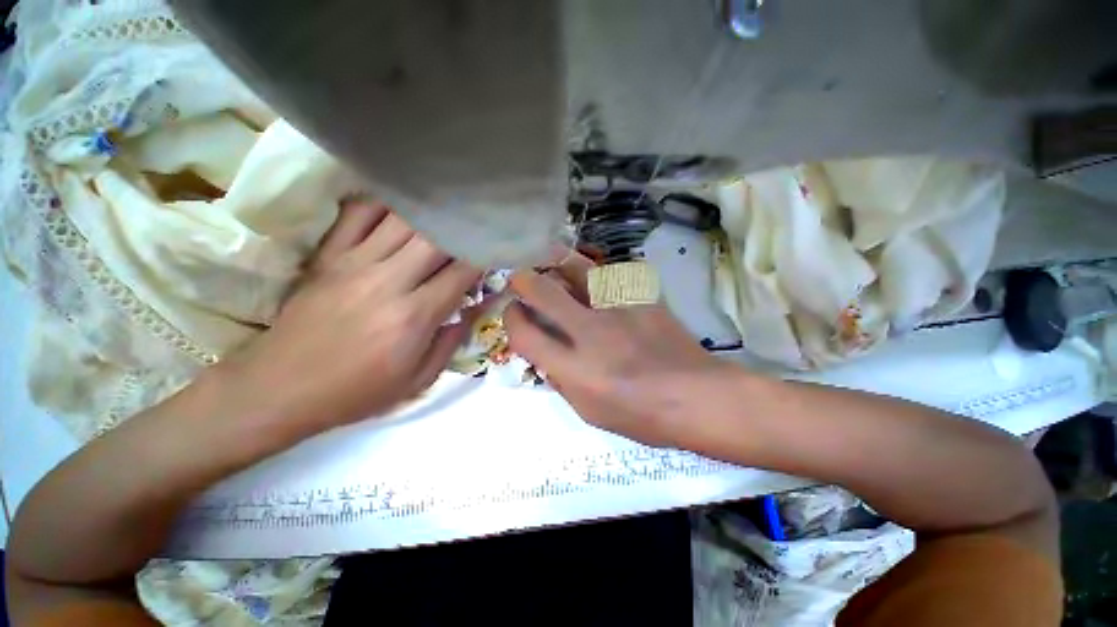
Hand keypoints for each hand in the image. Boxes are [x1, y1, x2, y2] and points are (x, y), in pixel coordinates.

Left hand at [217, 199, 480, 431]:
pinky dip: (385, 205)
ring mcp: (354, 263)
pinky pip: (359, 214)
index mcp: (414, 316)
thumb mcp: (418, 380)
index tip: (494, 251)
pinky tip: (401, 210)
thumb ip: (452, 341)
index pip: (462, 271)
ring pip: (403, 219)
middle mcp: (388, 281)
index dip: (484, 257)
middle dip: (462, 231)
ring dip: (430, 216)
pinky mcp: (328, 256)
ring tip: (446, 216)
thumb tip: (473, 309)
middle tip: (474, 231)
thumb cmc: (356, 392)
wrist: (278, 389)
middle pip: (436, 237)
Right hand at [504, 255, 729, 445]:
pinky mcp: (641, 298)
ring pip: (579, 270)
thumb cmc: (642, 415)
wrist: (698, 396)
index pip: (525, 335)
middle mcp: (591, 333)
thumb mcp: (590, 412)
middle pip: (545, 292)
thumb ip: (562, 381)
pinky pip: (611, 274)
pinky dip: (595, 273)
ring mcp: (619, 310)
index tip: (513, 313)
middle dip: (524, 280)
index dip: (512, 320)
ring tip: (552, 260)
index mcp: (575, 369)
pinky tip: (595, 276)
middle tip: (520, 277)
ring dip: (558, 263)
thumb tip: (546, 355)